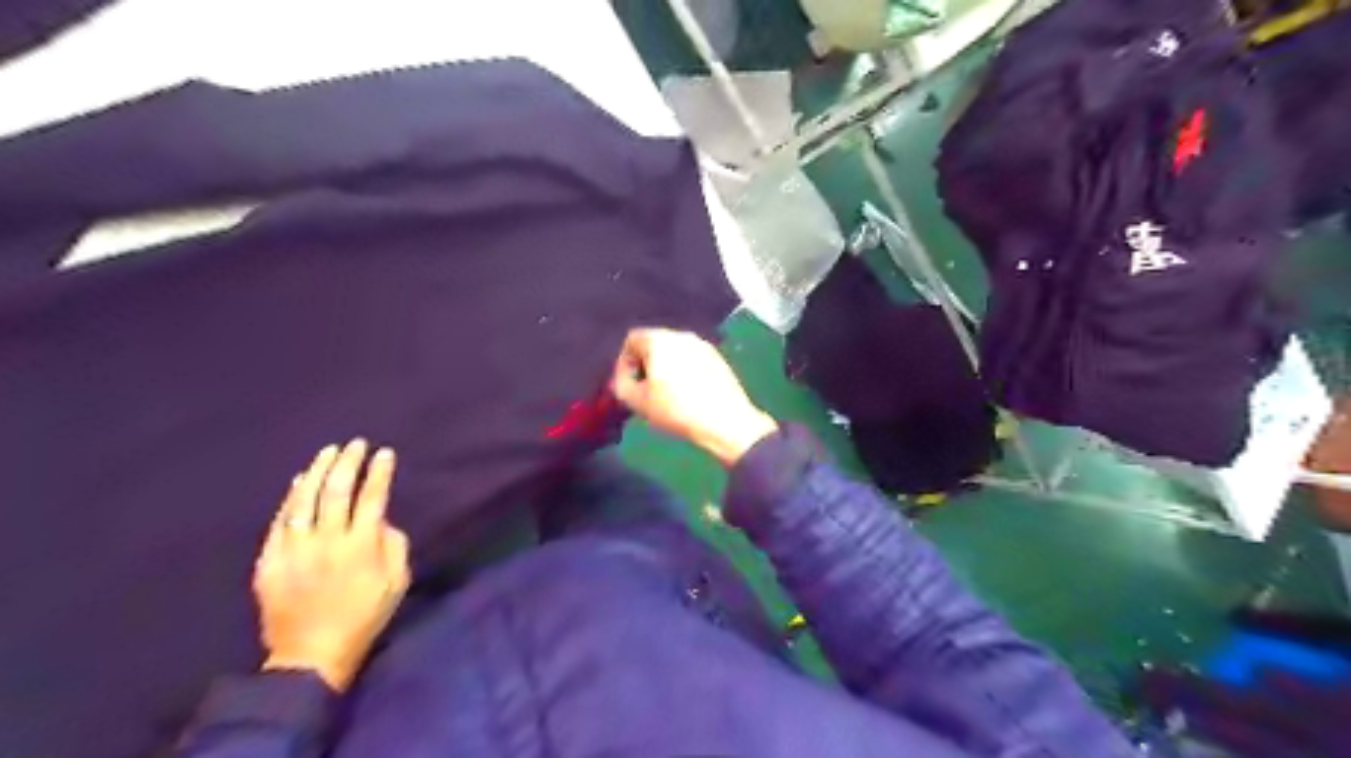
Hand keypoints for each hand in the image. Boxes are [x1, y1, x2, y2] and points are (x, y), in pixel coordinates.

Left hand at [251, 437, 408, 692]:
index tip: (385, 453)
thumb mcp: (397, 582)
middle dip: (348, 463)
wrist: (310, 654)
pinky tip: (300, 481)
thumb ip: (394, 545)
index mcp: (361, 546)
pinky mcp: (270, 560)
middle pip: (337, 491)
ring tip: (329, 451)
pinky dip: (291, 497)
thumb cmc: (364, 616)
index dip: (379, 473)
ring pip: (305, 500)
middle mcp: (327, 541)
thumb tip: (381, 521)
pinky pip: (280, 521)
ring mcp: (294, 549)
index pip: (372, 498)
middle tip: (356, 444)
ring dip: (319, 472)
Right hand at [611, 328, 774, 465]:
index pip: (632, 339)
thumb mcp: (637, 402)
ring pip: (674, 352)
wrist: (725, 422)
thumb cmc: (676, 409)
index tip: (627, 384)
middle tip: (644, 390)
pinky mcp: (718, 358)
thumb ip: (621, 385)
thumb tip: (623, 378)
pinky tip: (688, 394)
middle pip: (654, 343)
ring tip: (666, 394)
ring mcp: (703, 345)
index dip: (624, 362)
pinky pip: (692, 359)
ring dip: (666, 368)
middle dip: (645, 364)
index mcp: (659, 339)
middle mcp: (682, 335)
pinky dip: (685, 371)